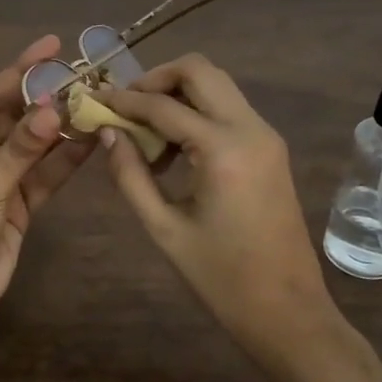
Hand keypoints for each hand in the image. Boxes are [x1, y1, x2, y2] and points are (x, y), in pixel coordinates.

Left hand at [0, 35, 95, 372]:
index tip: (52, 46)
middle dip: (48, 99)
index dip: (21, 71)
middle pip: (16, 118)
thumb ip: (22, 148)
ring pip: (36, 145)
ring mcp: (0, 178)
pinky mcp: (20, 203)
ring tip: (96, 102)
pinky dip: (66, 159)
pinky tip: (92, 138)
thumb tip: (56, 108)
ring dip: (62, 128)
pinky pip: (45, 174)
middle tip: (84, 76)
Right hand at [97, 54, 381, 381]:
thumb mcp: (164, 228)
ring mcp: (266, 136)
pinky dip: (197, 112)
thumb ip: (131, 175)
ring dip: (178, 94)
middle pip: (200, 70)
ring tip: (145, 131)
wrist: (288, 311)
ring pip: (217, 85)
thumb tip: (108, 133)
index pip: (163, 105)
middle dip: (156, 79)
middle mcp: (250, 129)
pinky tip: (173, 149)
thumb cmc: (221, 278)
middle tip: (125, 106)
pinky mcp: (271, 149)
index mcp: (223, 149)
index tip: (93, 100)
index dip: (123, 100)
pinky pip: (229, 110)